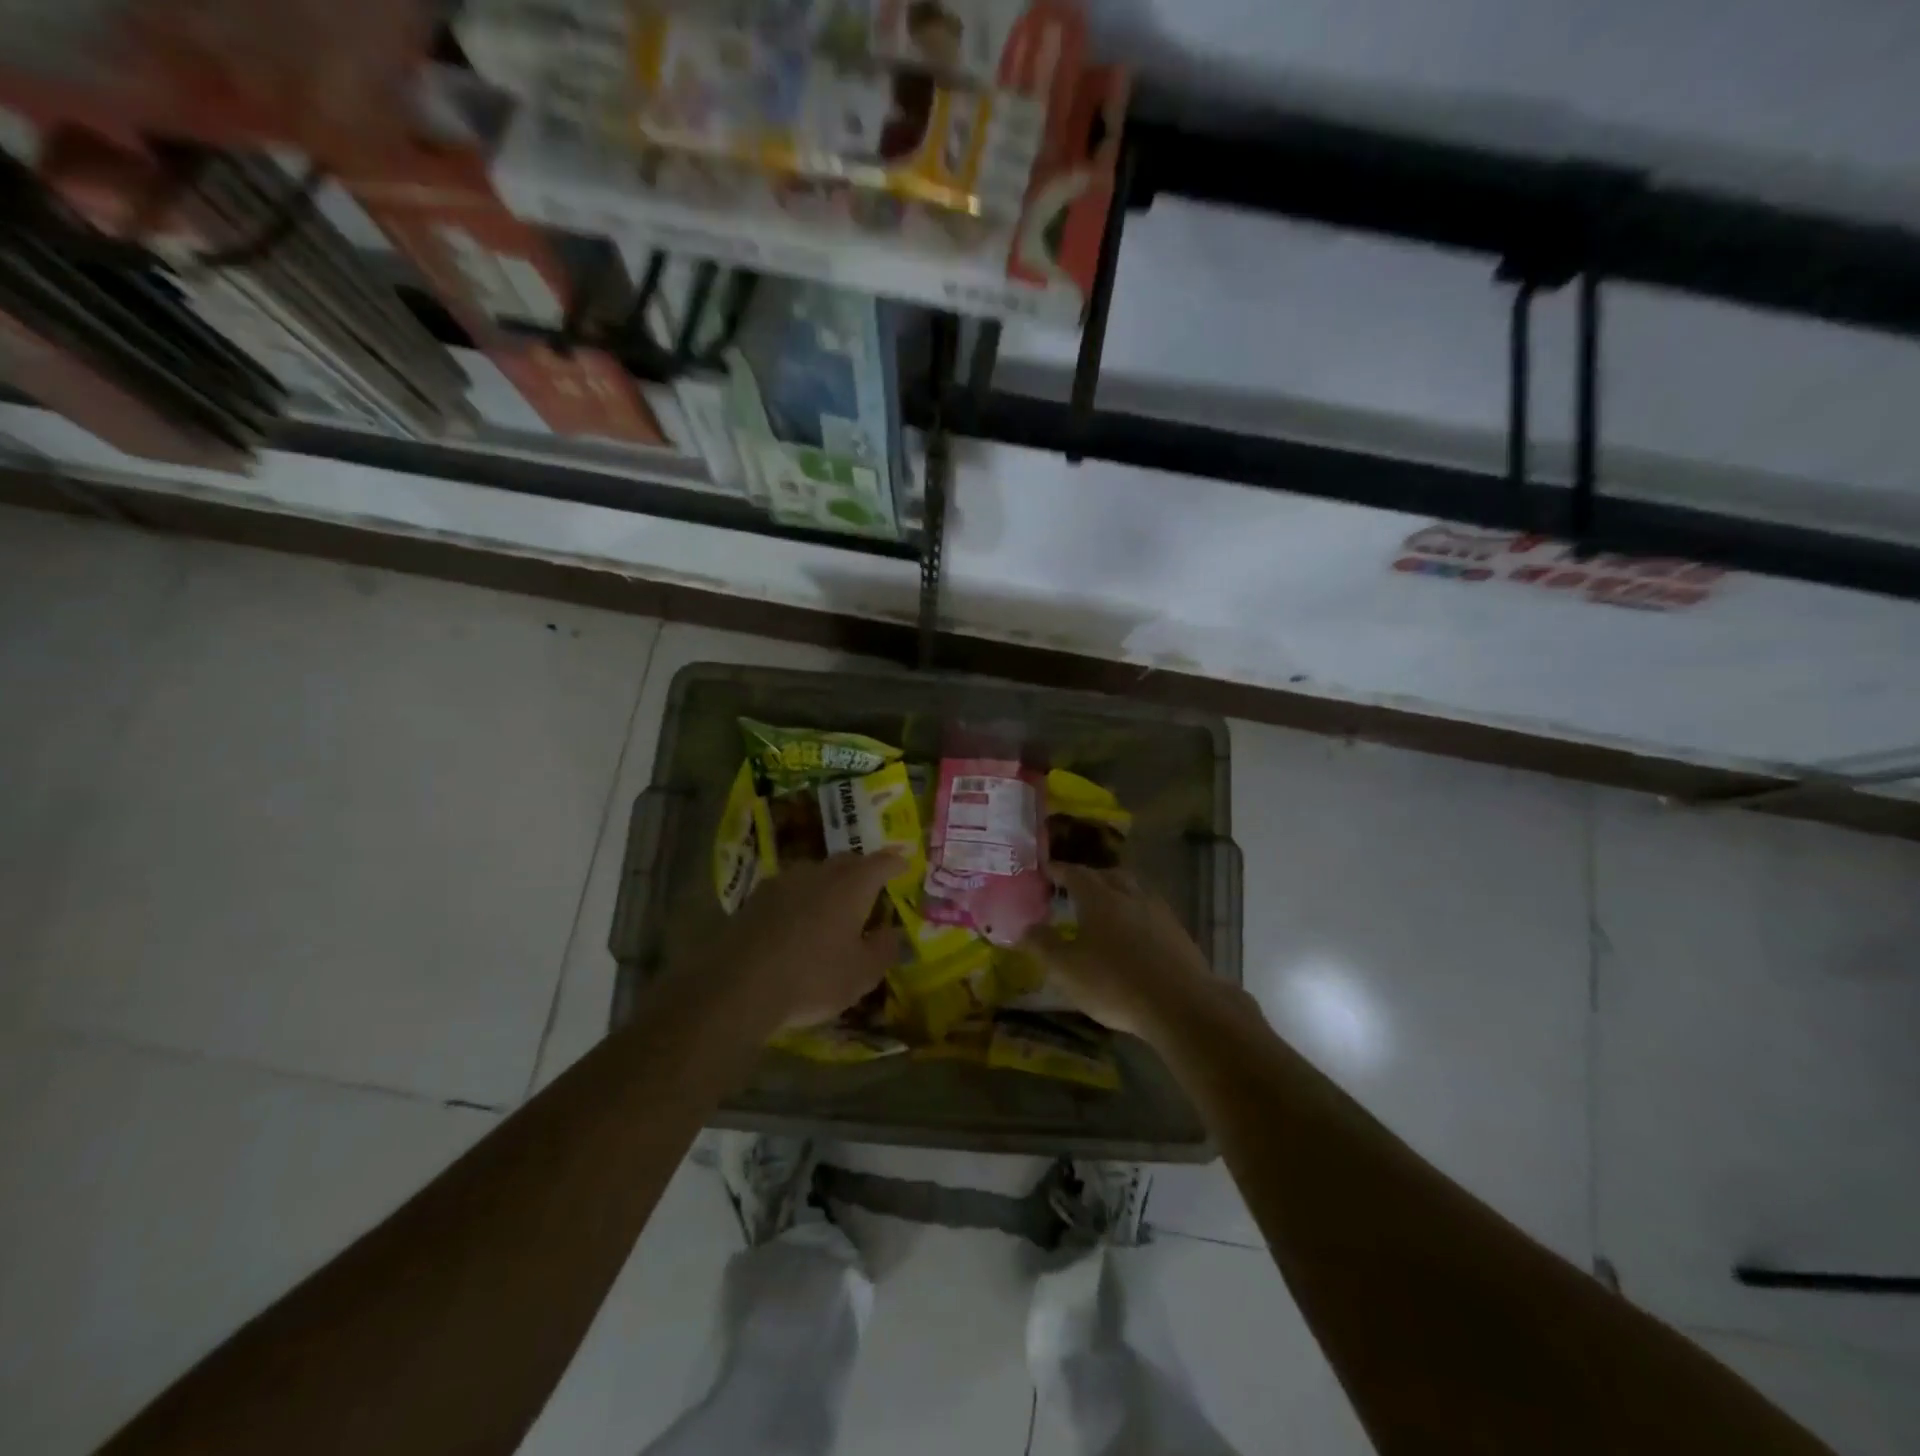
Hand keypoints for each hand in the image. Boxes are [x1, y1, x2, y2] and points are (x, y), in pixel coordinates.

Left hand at [712, 851, 906, 1029]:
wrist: (738, 986)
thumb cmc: (812, 978)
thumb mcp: (862, 974)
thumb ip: (884, 949)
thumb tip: (892, 932)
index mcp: (851, 885)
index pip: (881, 863)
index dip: (895, 863)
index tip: (903, 865)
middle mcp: (819, 873)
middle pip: (847, 861)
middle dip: (862, 871)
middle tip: (870, 889)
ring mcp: (783, 882)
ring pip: (815, 873)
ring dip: (828, 884)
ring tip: (832, 907)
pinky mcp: (755, 898)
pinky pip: (789, 890)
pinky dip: (801, 899)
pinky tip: (797, 921)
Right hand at [1021, 864, 1226, 1038]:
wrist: (1180, 1005)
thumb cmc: (1114, 983)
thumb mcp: (1066, 969)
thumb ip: (1043, 945)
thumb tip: (1025, 927)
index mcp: (1099, 897)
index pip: (1075, 873)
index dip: (1058, 870)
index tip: (1045, 870)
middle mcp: (1129, 895)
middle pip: (1108, 875)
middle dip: (1089, 878)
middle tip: (1074, 889)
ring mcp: (1158, 912)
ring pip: (1133, 891)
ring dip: (1116, 893)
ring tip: (1104, 908)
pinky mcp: (1178, 933)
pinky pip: (1151, 912)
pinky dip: (1136, 914)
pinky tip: (1133, 934)